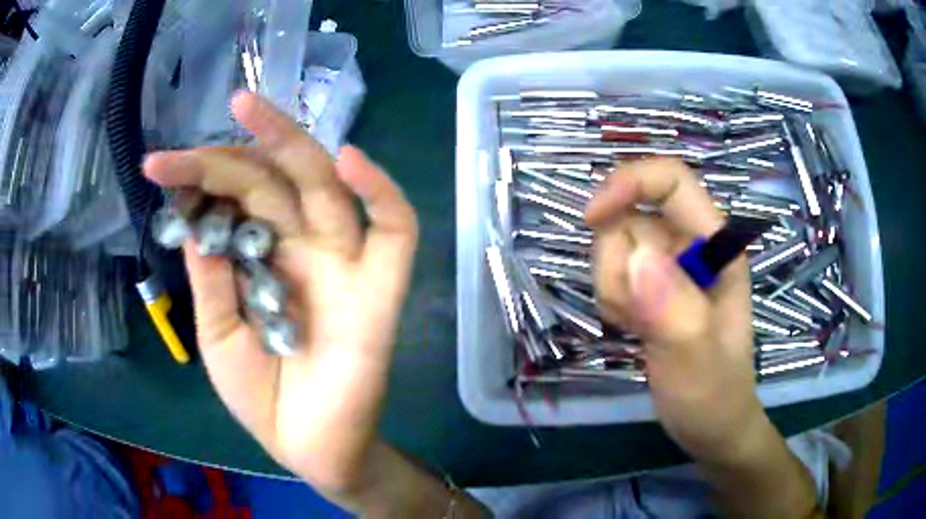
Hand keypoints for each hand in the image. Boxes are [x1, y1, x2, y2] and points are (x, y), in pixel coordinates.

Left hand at [144, 93, 417, 496]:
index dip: (198, 177)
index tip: (159, 168)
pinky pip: (396, 229)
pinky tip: (349, 161)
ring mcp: (344, 262)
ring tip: (247, 108)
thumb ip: (211, 277)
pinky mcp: (381, 288)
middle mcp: (301, 246)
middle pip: (272, 179)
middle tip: (180, 143)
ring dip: (289, 143)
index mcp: (262, 256)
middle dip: (228, 151)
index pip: (234, 196)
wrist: (309, 448)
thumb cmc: (262, 398)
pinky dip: (380, 192)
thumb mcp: (218, 335)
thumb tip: (193, 218)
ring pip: (324, 186)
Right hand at [585, 158, 763, 463]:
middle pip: (629, 218)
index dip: (629, 183)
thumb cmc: (714, 394)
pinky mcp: (650, 285)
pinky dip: (611, 302)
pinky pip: (610, 273)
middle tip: (636, 317)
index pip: (672, 181)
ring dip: (613, 289)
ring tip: (638, 329)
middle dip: (618, 267)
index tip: (591, 219)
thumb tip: (636, 257)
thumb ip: (675, 311)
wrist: (709, 425)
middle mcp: (691, 245)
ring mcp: (669, 265)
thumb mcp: (698, 360)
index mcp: (717, 246)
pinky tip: (632, 330)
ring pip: (613, 247)